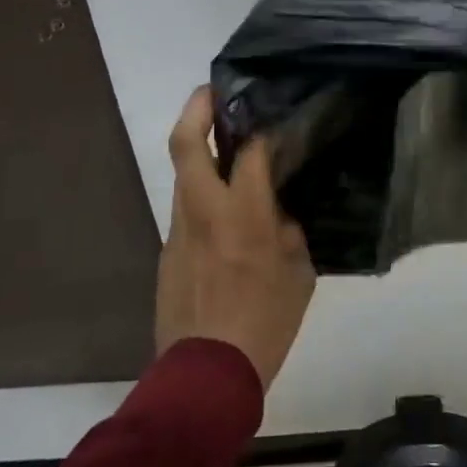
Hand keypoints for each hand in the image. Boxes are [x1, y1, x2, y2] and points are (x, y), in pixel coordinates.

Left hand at [158, 87, 316, 389]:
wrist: (205, 375)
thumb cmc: (265, 324)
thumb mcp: (299, 275)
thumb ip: (289, 232)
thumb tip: (279, 213)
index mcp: (242, 214)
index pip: (248, 152)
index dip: (261, 130)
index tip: (273, 122)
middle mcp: (203, 211)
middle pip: (186, 144)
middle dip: (197, 108)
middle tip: (214, 91)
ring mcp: (178, 230)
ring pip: (181, 175)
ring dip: (197, 151)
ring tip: (224, 145)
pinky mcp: (167, 252)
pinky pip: (184, 209)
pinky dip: (200, 194)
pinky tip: (222, 210)